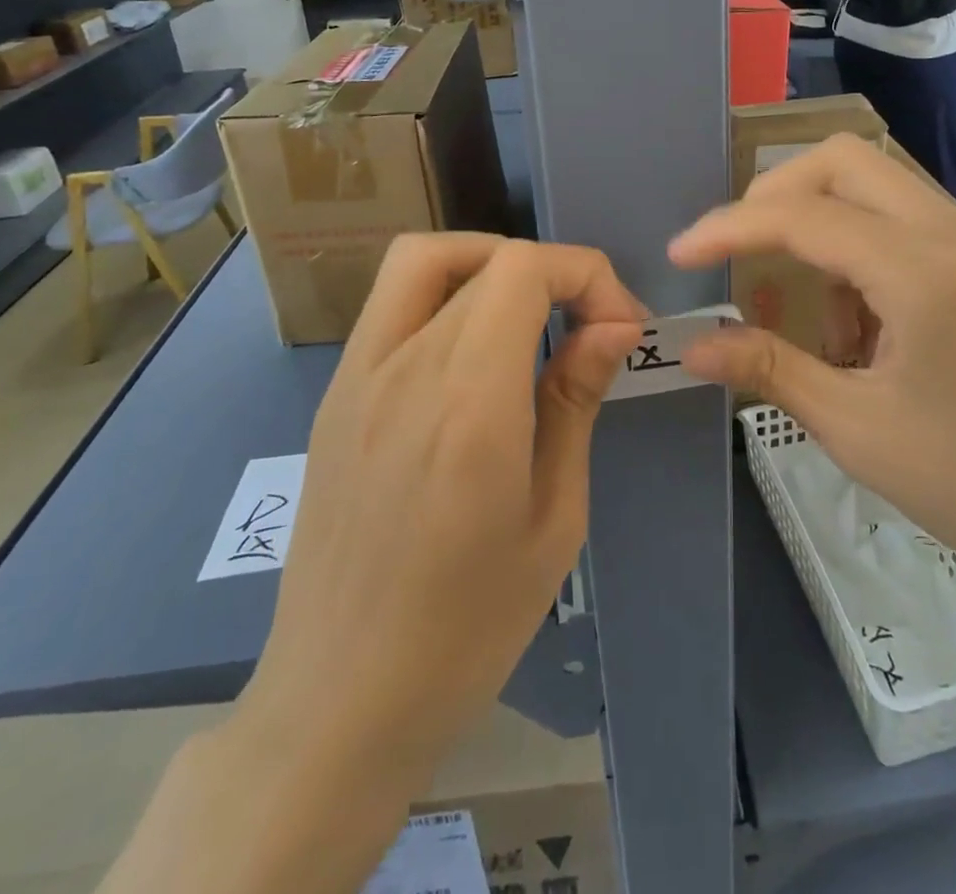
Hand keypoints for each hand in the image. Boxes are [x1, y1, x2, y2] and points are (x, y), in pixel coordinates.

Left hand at [239, 234, 643, 783]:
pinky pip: (391, 304)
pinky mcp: (335, 396)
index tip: (620, 327)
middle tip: (587, 323)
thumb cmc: (467, 626)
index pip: (524, 269)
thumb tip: (611, 326)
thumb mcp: (553, 518)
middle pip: (482, 256)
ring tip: (531, 317)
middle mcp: (403, 367)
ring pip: (422, 261)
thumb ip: (575, 401)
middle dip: (553, 272)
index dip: (585, 274)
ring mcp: (356, 377)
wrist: (338, 700)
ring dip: (489, 265)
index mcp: (468, 401)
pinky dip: (446, 294)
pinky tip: (473, 356)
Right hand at [669, 136, 955, 618]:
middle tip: (739, 252)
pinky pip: (906, 222)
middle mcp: (954, 231)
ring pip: (878, 185)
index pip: (802, 215)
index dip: (730, 229)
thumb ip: (768, 371)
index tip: (680, 255)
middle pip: (844, 161)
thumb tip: (691, 348)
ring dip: (823, 223)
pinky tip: (860, 325)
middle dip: (776, 195)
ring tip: (808, 312)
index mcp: (922, 268)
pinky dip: (862, 248)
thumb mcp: (856, 427)